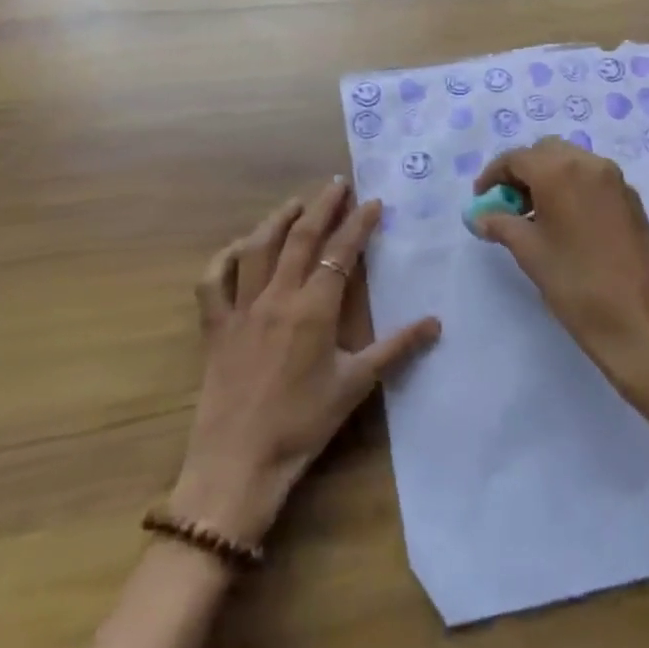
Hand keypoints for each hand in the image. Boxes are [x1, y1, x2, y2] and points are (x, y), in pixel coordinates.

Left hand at [170, 178, 440, 547]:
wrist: (238, 464)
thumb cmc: (303, 424)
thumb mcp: (356, 385)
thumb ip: (396, 348)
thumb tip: (435, 322)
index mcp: (314, 308)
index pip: (341, 252)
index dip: (358, 223)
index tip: (373, 201)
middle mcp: (277, 296)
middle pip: (301, 237)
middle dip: (322, 205)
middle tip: (337, 184)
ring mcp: (242, 308)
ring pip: (258, 248)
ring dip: (278, 219)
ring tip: (296, 203)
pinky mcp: (215, 326)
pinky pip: (213, 282)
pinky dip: (224, 258)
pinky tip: (238, 247)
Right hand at [473, 139, 648, 424]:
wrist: (648, 326)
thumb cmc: (580, 287)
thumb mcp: (531, 254)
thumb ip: (502, 225)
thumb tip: (482, 216)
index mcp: (561, 170)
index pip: (517, 158)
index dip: (493, 176)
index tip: (481, 200)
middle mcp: (591, 164)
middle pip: (546, 152)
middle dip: (522, 173)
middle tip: (507, 206)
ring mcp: (617, 182)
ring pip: (572, 163)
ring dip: (548, 180)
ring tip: (533, 219)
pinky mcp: (633, 203)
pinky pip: (592, 181)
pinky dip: (572, 190)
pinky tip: (564, 226)